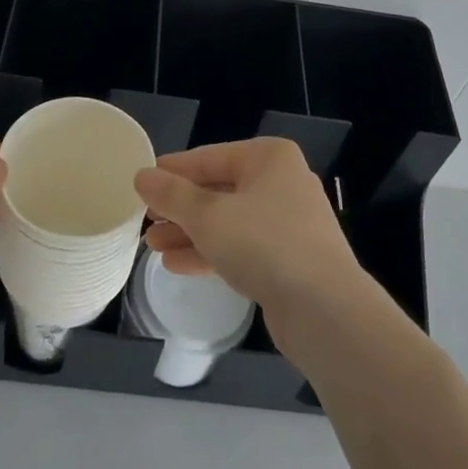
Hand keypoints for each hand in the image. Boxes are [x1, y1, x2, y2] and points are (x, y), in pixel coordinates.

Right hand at [134, 138, 365, 339]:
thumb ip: (172, 195)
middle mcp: (281, 182)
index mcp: (268, 158)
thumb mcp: (209, 216)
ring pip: (228, 221)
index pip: (209, 157)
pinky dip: (210, 252)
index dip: (173, 170)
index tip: (142, 182)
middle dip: (180, 207)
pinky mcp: (289, 260)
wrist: (326, 311)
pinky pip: (241, 247)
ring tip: (151, 244)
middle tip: (144, 219)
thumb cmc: (265, 245)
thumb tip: (141, 175)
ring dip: (190, 232)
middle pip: (218, 189)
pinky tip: (175, 264)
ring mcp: (288, 223)